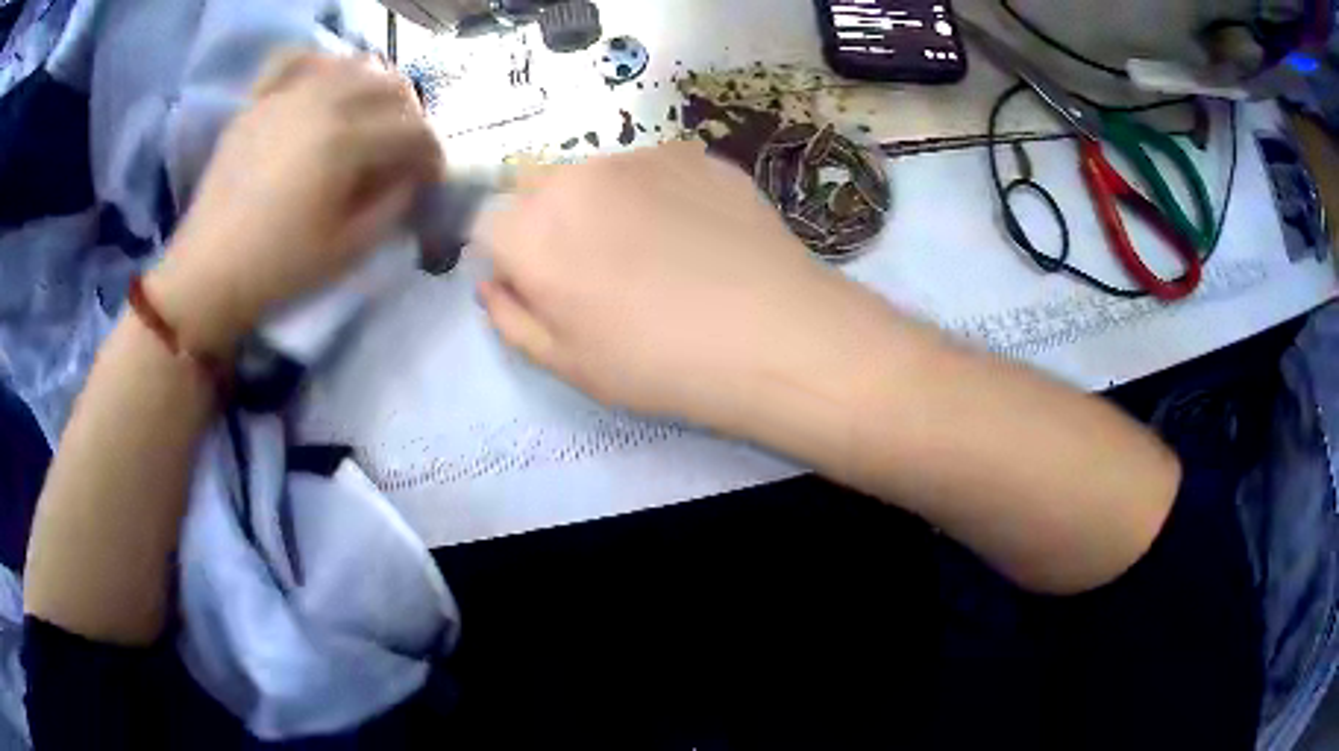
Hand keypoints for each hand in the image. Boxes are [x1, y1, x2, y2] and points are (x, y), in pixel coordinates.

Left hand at [150, 50, 442, 355]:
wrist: (207, 274)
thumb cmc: (279, 269)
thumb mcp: (349, 249)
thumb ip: (394, 204)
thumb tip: (412, 177)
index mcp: (346, 142)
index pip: (414, 131)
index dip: (433, 155)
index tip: (430, 179)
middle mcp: (322, 102)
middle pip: (392, 87)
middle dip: (412, 118)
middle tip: (405, 150)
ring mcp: (286, 95)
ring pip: (353, 64)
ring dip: (376, 86)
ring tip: (371, 116)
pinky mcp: (259, 101)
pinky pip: (297, 58)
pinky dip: (321, 62)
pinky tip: (326, 81)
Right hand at [476, 141, 858, 430]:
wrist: (773, 333)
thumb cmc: (659, 363)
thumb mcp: (568, 364)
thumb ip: (511, 319)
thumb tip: (493, 283)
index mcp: (530, 232)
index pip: (486, 225)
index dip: (510, 257)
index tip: (542, 286)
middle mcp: (573, 178)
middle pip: (535, 190)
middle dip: (547, 223)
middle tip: (599, 270)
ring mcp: (637, 156)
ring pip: (594, 175)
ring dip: (603, 204)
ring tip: (656, 251)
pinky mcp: (691, 152)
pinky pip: (652, 168)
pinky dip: (656, 193)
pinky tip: (697, 234)